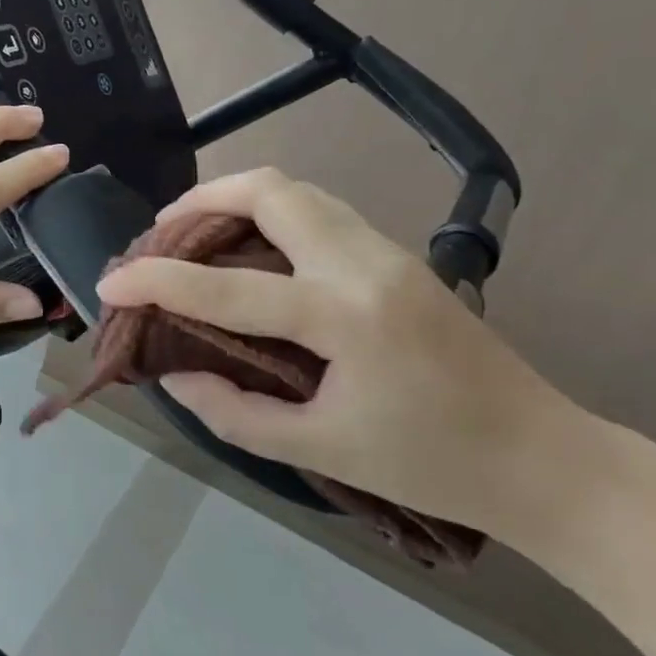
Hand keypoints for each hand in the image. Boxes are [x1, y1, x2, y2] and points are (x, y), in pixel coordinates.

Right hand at [94, 169, 580, 535]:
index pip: (227, 287)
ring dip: (237, 198)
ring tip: (197, 233)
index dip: (157, 282)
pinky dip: (271, 213)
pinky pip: (320, 210)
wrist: (545, 459)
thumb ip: (237, 414)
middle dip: (202, 200)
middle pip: (271, 190)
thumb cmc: (433, 465)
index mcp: (344, 316)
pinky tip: (253, 251)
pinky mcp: (399, 256)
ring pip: (298, 190)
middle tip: (160, 234)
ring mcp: (388, 251)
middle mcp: (364, 263)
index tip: (110, 283)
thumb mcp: (322, 450)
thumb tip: (177, 377)